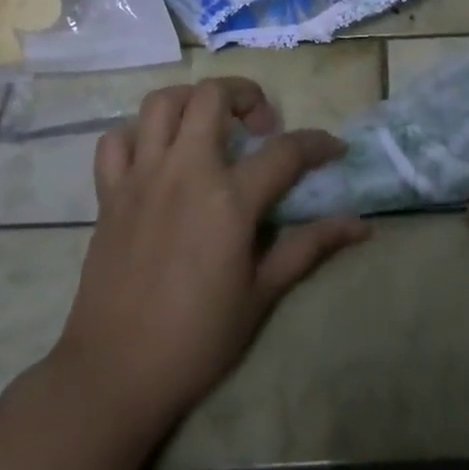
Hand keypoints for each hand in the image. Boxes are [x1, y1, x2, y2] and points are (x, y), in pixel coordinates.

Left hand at [49, 77, 368, 439]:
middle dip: (247, 94)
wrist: (114, 375)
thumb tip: (360, 225)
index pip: (286, 151)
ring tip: (210, 125)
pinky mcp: (109, 194)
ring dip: (191, 101)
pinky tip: (157, 155)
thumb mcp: (262, 294)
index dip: (317, 143)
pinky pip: (115, 141)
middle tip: (261, 125)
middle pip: (213, 96)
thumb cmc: (196, 339)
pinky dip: (137, 135)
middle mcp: (185, 172)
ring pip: (161, 103)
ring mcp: (141, 178)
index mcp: (229, 199)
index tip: (334, 149)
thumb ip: (309, 247)